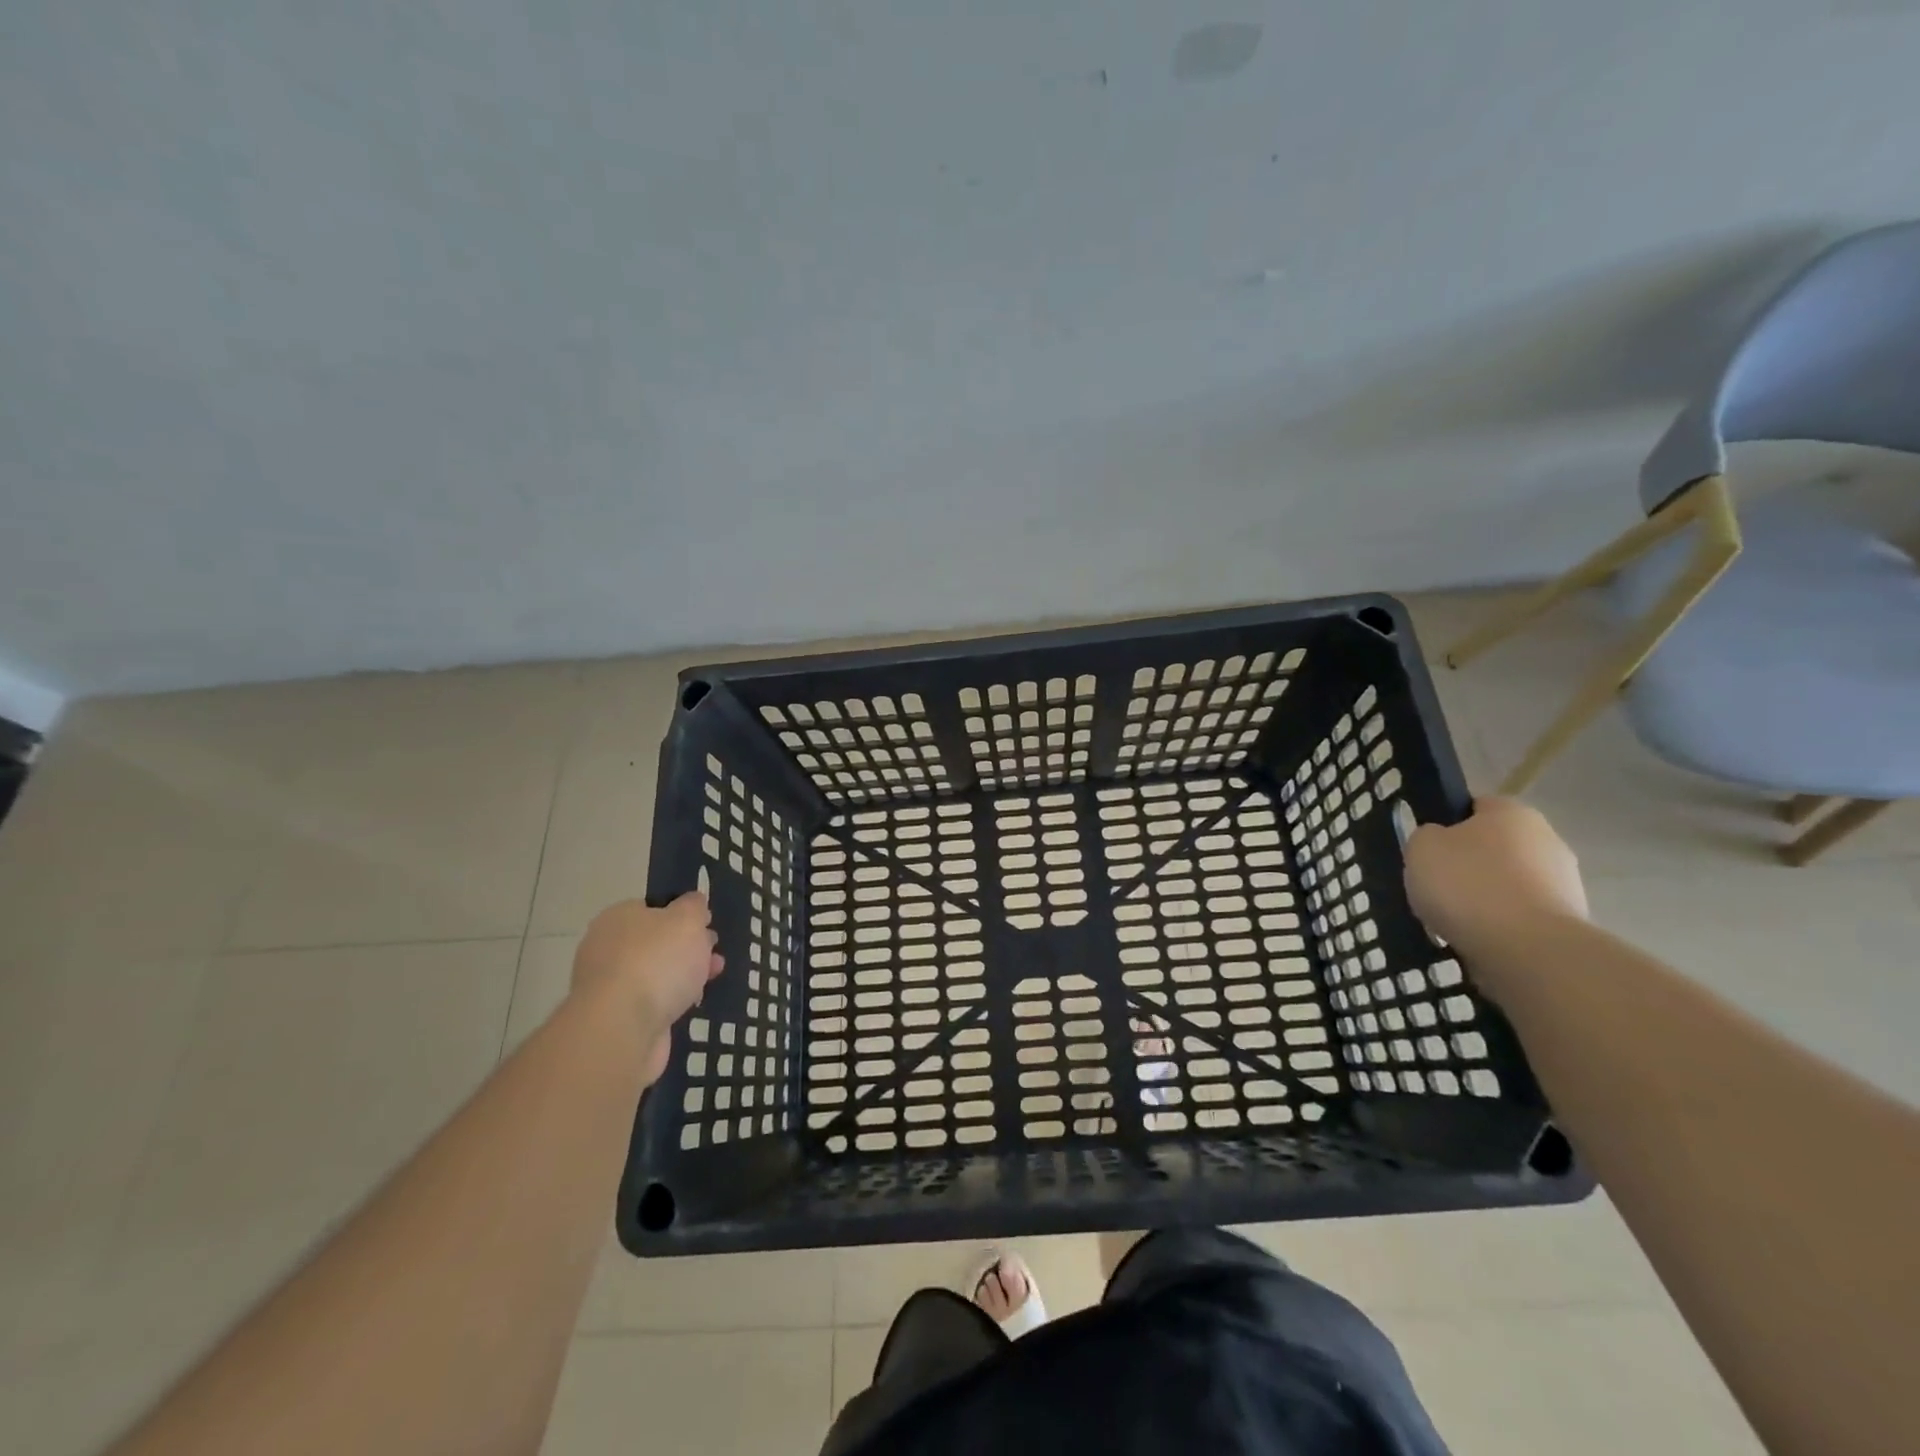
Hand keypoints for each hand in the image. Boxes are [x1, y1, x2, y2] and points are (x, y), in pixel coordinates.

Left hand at [572, 893, 723, 1082]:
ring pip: (655, 973)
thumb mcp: (687, 919)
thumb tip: (693, 902)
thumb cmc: (656, 961)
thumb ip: (694, 907)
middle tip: (713, 953)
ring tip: (712, 979)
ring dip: (683, 975)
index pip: (652, 908)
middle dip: (687, 946)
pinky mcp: (617, 1019)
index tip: (707, 924)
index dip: (682, 913)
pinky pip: (651, 1002)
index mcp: (618, 918)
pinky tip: (691, 1004)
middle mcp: (607, 949)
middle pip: (655, 941)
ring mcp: (610, 986)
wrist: (622, 1029)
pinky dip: (671, 1001)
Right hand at [1403, 797, 1587, 957]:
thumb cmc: (1468, 885)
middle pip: (1495, 847)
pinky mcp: (1569, 923)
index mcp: (1512, 811)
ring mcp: (1565, 883)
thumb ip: (1427, 837)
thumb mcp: (1421, 848)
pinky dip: (1501, 925)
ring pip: (1509, 884)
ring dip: (1486, 898)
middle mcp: (1547, 839)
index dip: (1446, 825)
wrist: (1528, 949)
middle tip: (1436, 887)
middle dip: (1469, 865)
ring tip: (1453, 921)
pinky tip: (1478, 939)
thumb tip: (1440, 842)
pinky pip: (1521, 916)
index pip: (1474, 806)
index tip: (1427, 850)